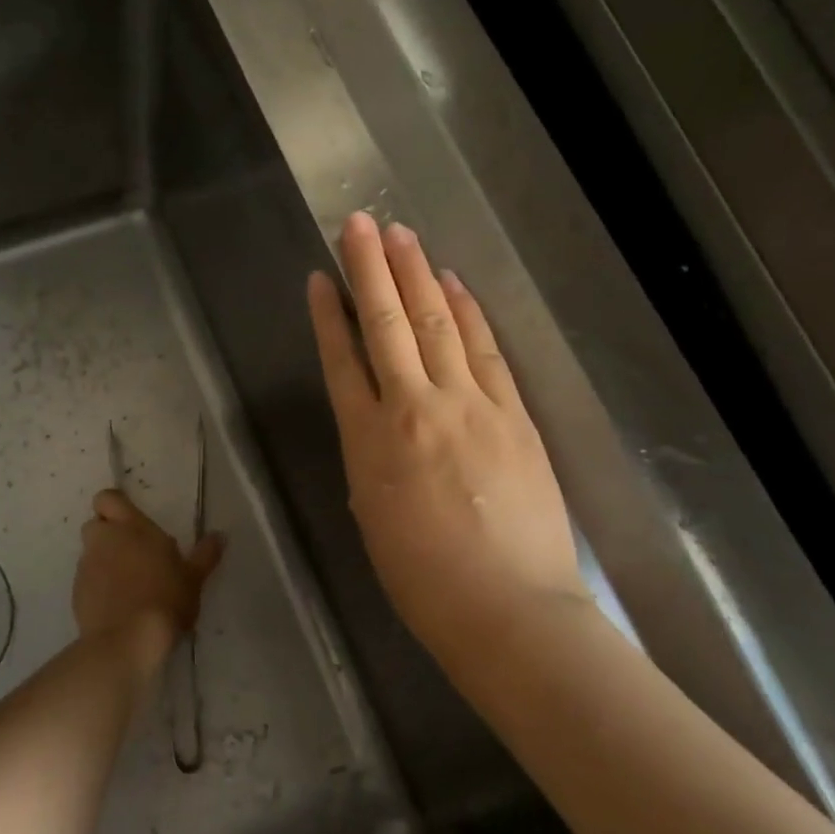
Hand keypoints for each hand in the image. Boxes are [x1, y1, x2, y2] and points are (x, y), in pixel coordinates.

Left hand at [73, 489, 223, 669]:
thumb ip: (205, 554)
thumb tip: (220, 535)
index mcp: (131, 527)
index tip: (131, 521)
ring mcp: (86, 567)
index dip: (115, 506)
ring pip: (90, 553)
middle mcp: (104, 540)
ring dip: (103, 561)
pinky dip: (97, 586)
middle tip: (133, 552)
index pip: (108, 498)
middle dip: (109, 534)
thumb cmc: (166, 599)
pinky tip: (117, 605)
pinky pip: (86, 580)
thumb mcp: (194, 578)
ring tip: (127, 583)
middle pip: (96, 524)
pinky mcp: (76, 593)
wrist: (128, 640)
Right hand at [306, 212, 586, 652]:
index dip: (329, 315)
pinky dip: (468, 313)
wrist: (508, 610)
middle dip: (371, 270)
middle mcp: (415, 409)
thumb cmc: (424, 580)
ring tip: (403, 236)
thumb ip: (373, 459)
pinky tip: (454, 285)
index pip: (342, 361)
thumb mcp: (373, 517)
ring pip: (438, 324)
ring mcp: (470, 405)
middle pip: (389, 325)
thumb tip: (381, 424)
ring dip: (419, 275)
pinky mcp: (513, 413)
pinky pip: (485, 350)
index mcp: (370, 442)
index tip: (321, 278)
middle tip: (359, 223)